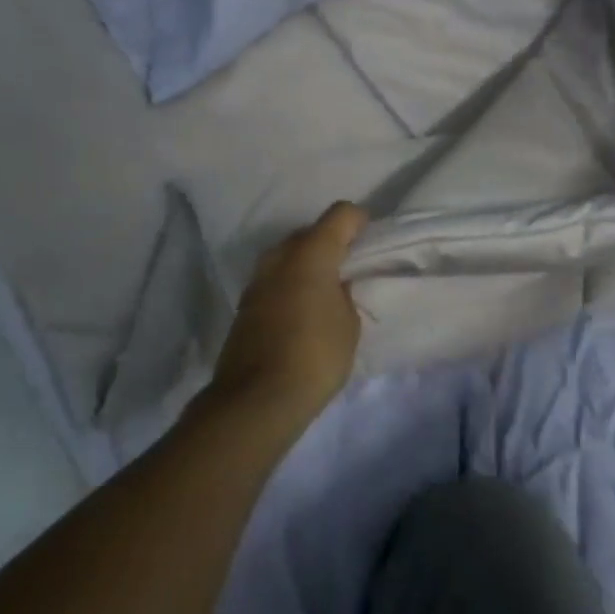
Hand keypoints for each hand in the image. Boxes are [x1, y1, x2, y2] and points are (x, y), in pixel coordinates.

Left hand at [208, 201, 369, 428]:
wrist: (256, 399)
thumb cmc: (315, 356)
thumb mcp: (349, 325)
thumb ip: (345, 295)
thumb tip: (335, 286)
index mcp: (311, 253)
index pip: (340, 214)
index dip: (359, 221)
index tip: (370, 239)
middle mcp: (280, 256)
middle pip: (309, 233)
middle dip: (330, 243)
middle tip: (349, 269)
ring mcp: (257, 280)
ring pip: (287, 256)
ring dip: (306, 265)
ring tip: (325, 292)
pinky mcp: (244, 304)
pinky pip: (274, 281)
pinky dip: (289, 286)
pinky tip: (302, 312)